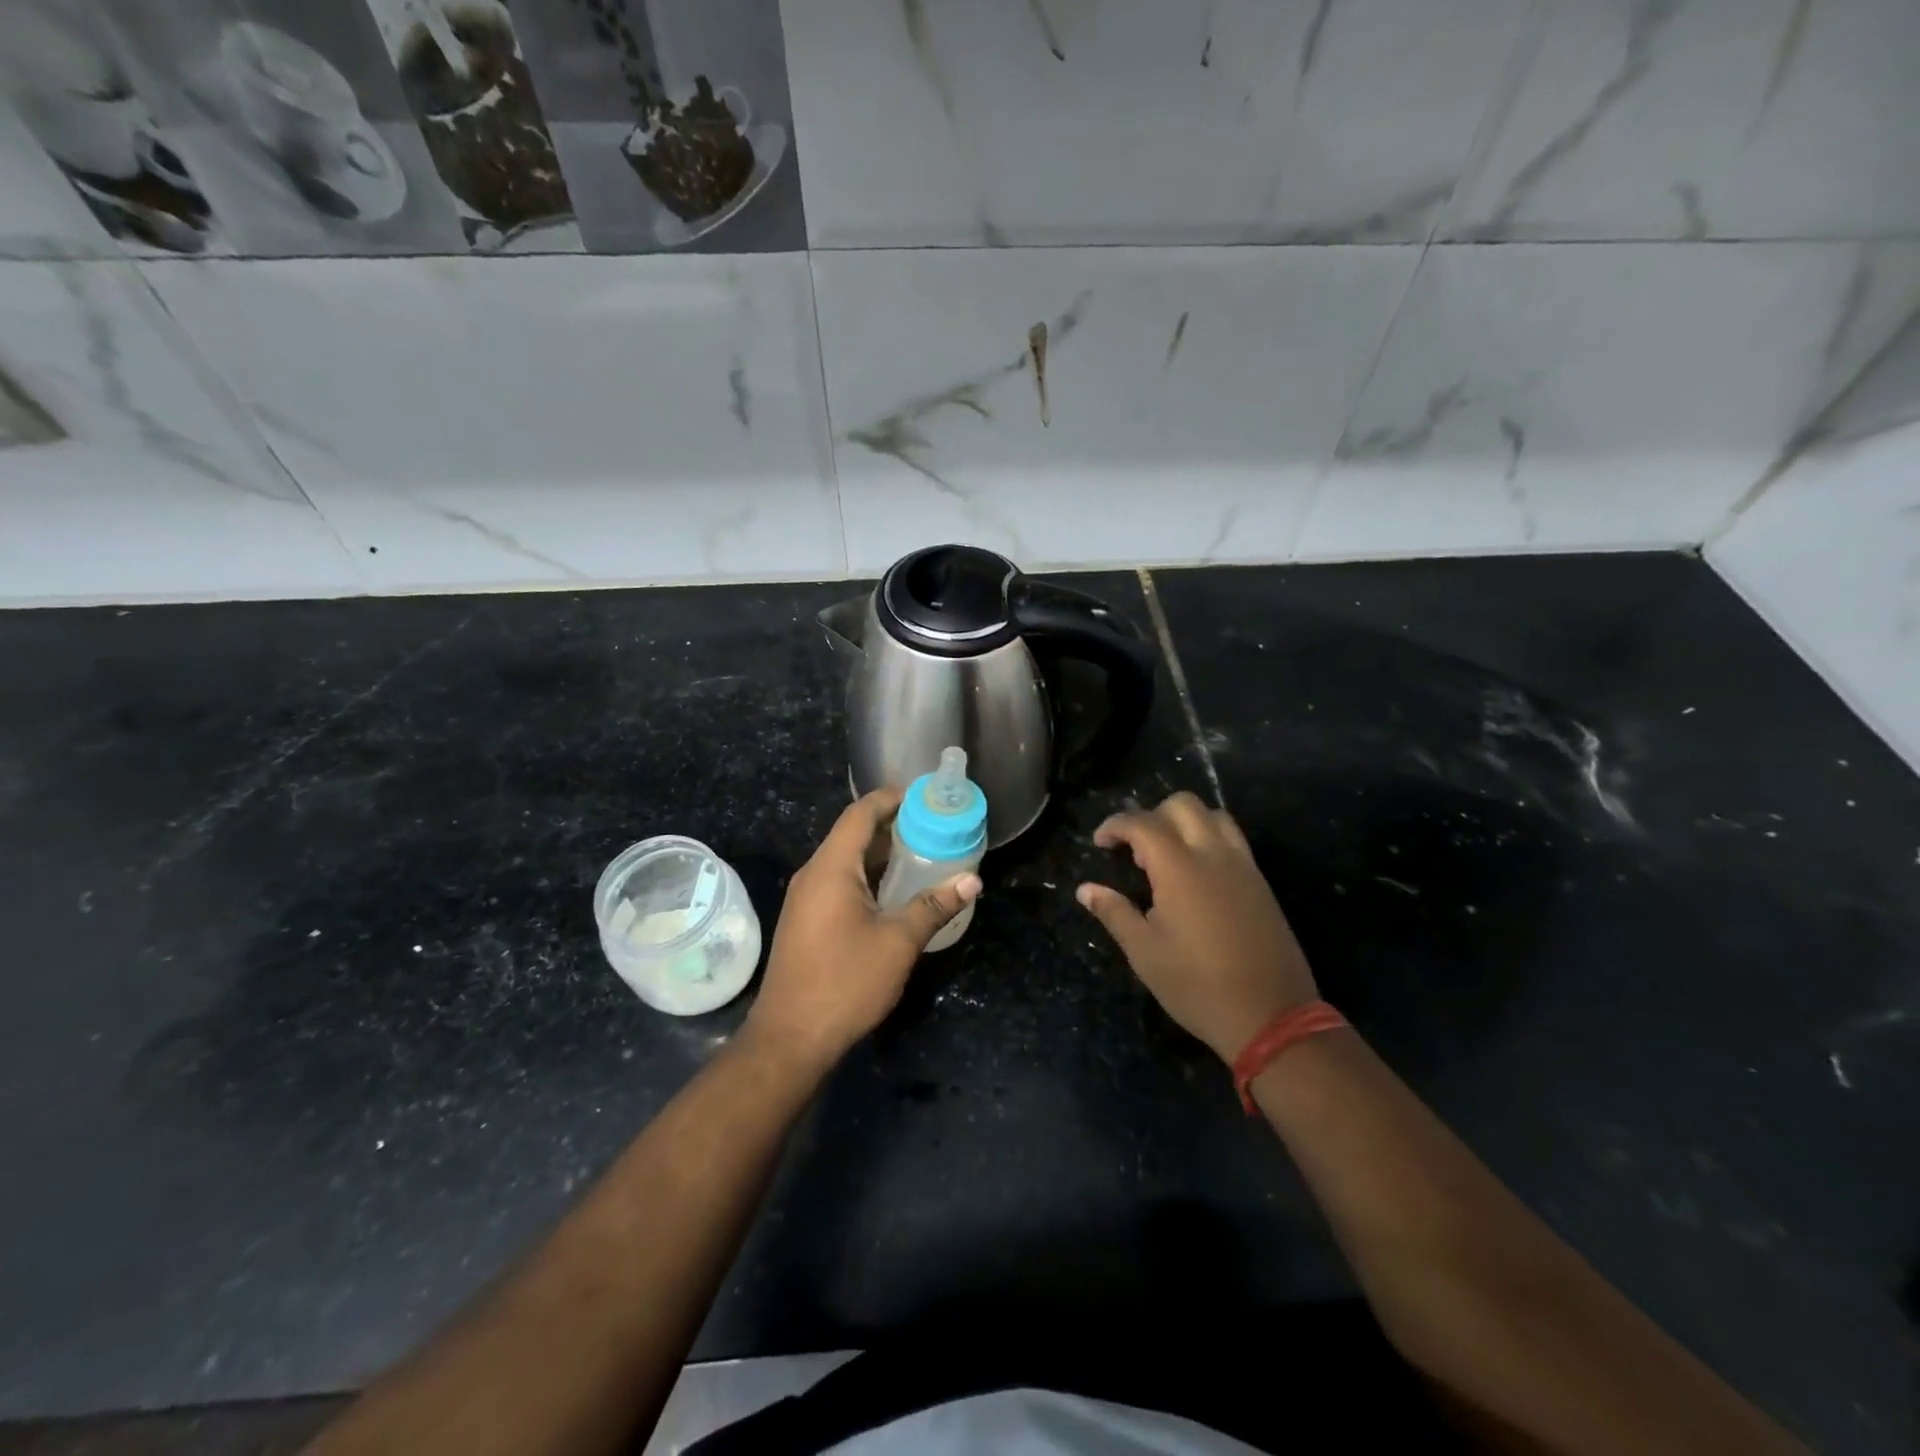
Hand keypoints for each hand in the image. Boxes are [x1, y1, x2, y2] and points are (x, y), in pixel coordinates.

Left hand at [745, 789, 981, 1072]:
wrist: (790, 1038)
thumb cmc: (845, 982)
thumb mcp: (898, 942)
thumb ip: (934, 906)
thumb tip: (972, 880)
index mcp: (831, 868)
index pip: (860, 814)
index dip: (890, 798)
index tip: (924, 796)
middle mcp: (813, 875)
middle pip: (853, 834)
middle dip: (892, 826)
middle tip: (934, 826)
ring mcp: (806, 899)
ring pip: (846, 861)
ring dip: (881, 854)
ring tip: (923, 853)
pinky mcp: (806, 921)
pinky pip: (839, 883)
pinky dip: (869, 876)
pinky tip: (895, 891)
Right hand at [1078, 791, 1317, 1064]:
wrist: (1271, 1017)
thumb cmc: (1197, 986)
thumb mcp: (1145, 953)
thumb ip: (1114, 912)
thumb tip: (1086, 890)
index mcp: (1180, 868)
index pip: (1142, 823)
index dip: (1115, 826)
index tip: (1100, 844)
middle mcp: (1214, 855)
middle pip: (1182, 805)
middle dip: (1151, 815)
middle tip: (1135, 850)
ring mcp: (1243, 866)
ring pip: (1213, 815)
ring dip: (1184, 821)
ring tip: (1167, 855)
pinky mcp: (1261, 882)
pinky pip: (1233, 839)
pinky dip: (1209, 837)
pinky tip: (1196, 874)